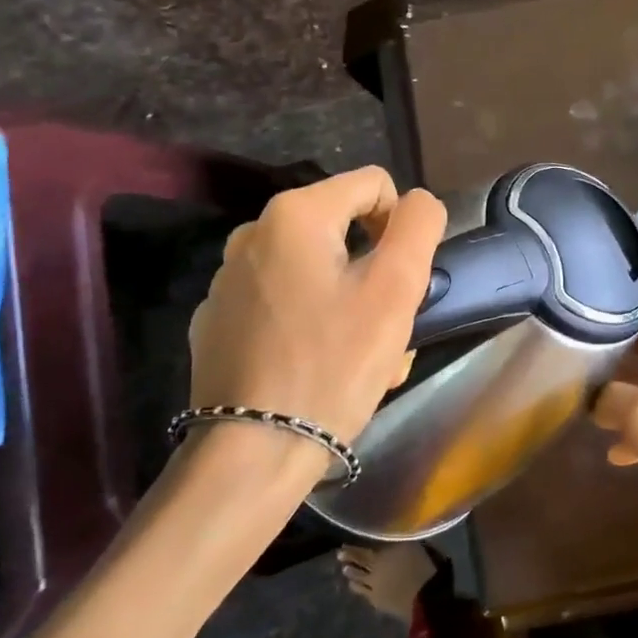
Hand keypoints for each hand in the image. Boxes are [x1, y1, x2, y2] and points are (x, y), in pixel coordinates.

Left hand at [187, 168, 446, 450]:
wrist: (254, 453)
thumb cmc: (334, 363)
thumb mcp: (397, 288)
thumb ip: (419, 225)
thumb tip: (417, 203)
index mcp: (294, 215)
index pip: (375, 184)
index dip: (402, 225)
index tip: (402, 281)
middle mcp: (251, 234)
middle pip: (344, 231)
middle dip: (375, 271)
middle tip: (386, 327)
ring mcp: (228, 281)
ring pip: (316, 271)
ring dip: (350, 302)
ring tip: (361, 356)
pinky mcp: (217, 322)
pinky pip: (284, 303)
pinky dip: (311, 323)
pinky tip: (319, 368)